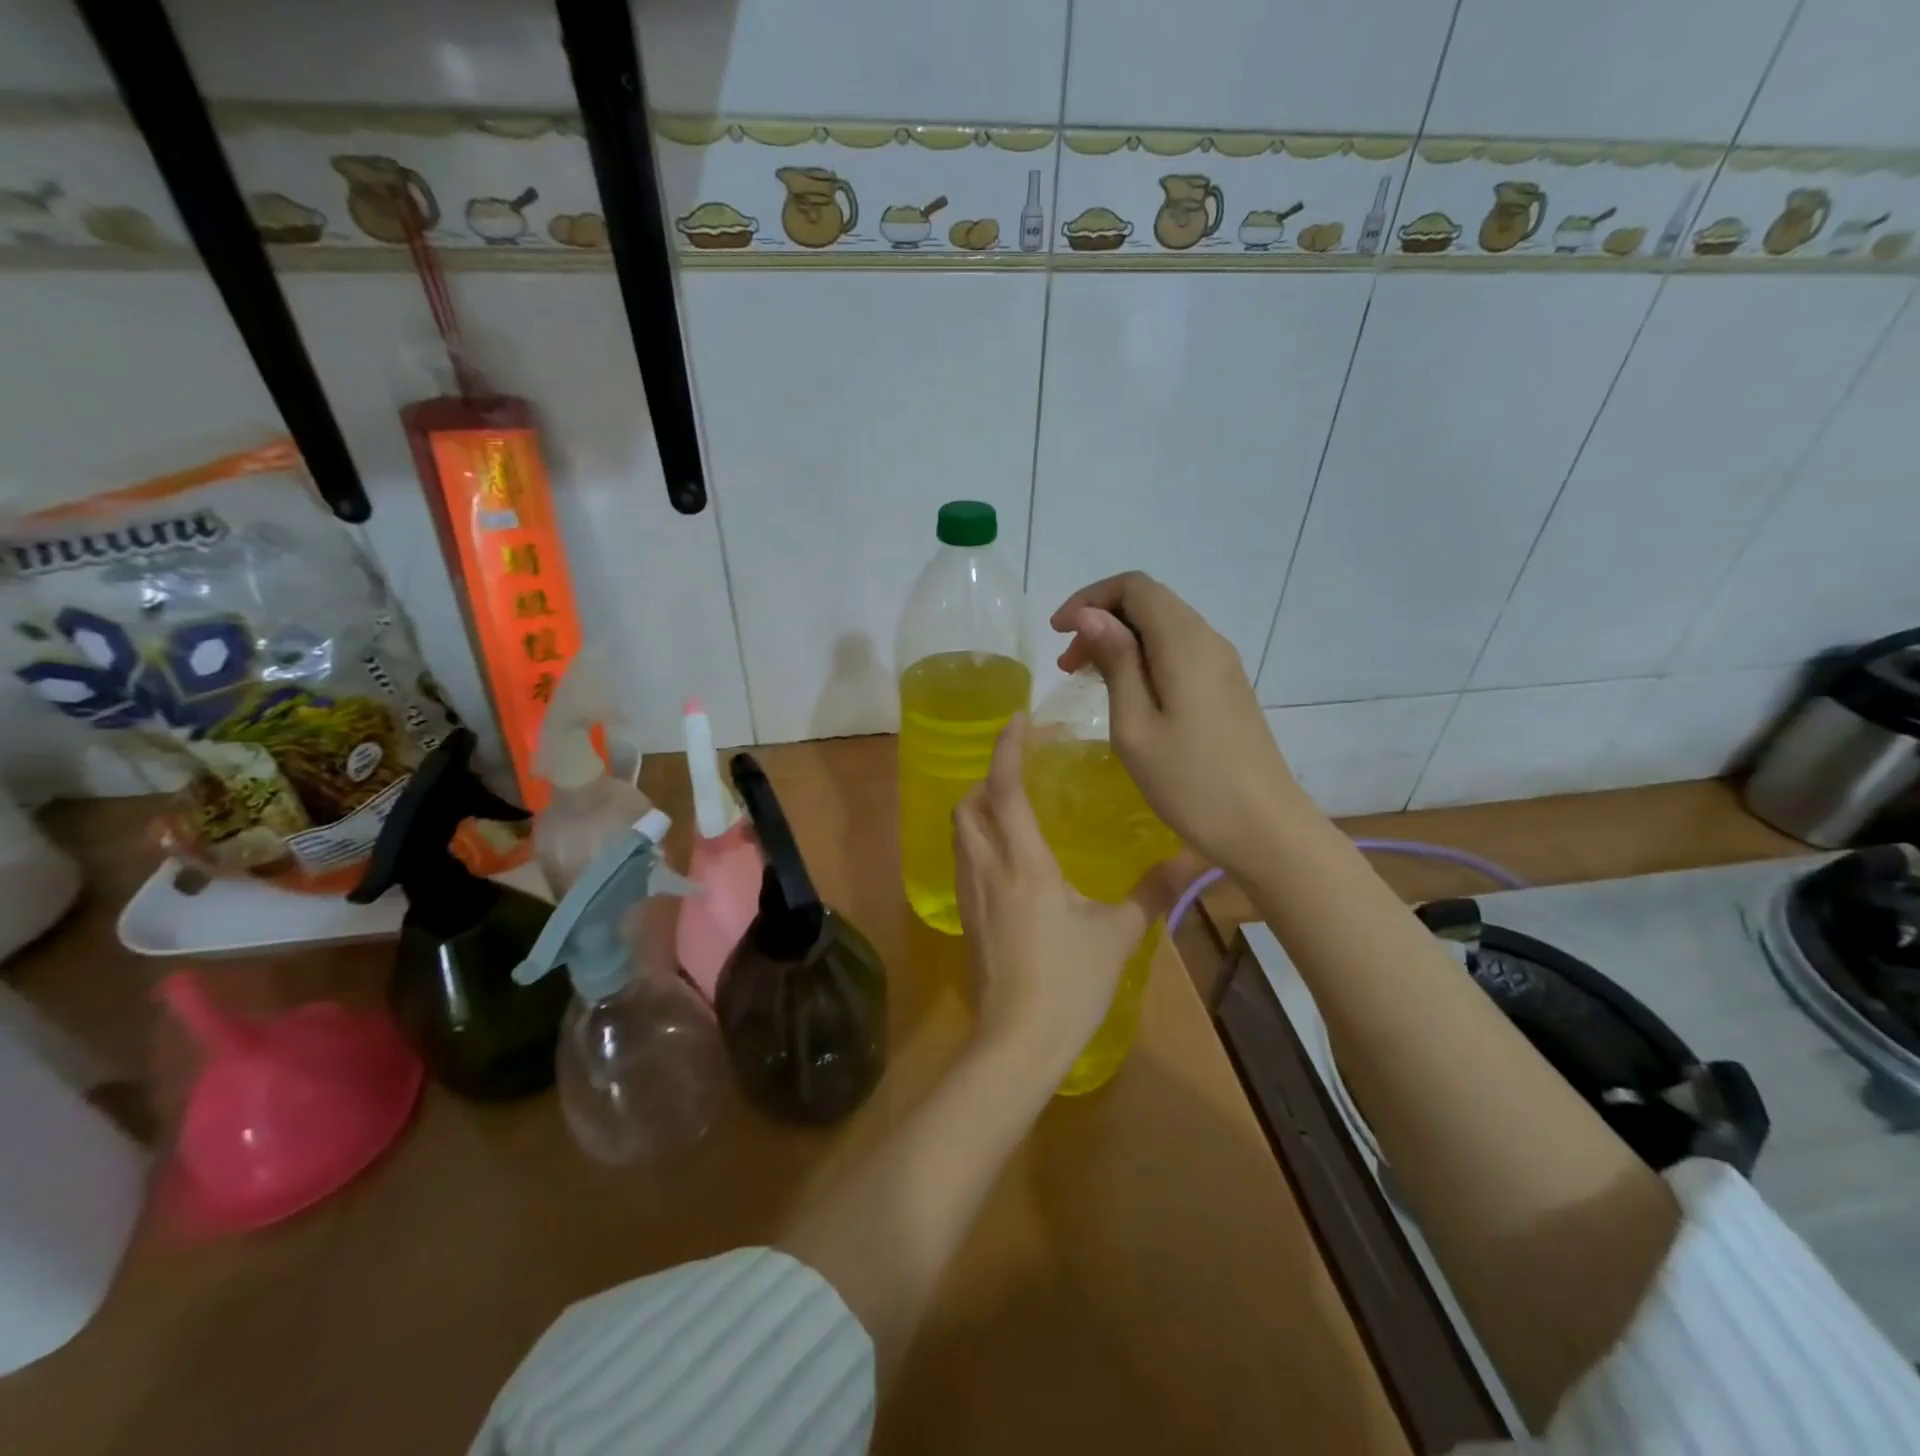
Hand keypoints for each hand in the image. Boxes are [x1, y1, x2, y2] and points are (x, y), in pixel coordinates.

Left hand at [953, 715, 1176, 1070]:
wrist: (1017, 1043)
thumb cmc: (1069, 984)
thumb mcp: (1117, 935)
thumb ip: (1154, 892)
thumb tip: (1197, 858)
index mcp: (1024, 864)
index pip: (1004, 790)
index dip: (1007, 749)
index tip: (1019, 720)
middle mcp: (988, 869)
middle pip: (967, 806)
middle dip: (986, 779)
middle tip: (1019, 773)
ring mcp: (971, 895)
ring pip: (959, 834)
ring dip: (977, 810)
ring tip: (1012, 809)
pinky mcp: (967, 918)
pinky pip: (964, 861)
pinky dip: (977, 841)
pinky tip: (1007, 859)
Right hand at [1051, 572, 1308, 875]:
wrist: (1263, 828)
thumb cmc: (1189, 781)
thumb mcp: (1135, 724)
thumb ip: (1116, 661)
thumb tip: (1090, 614)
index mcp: (1184, 642)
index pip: (1134, 587)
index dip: (1089, 599)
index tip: (1058, 633)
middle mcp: (1208, 640)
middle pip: (1149, 602)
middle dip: (1101, 620)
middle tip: (1067, 666)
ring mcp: (1222, 664)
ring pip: (1163, 627)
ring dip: (1121, 641)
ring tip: (1087, 680)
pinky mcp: (1226, 687)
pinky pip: (1178, 652)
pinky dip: (1143, 659)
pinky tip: (1125, 694)